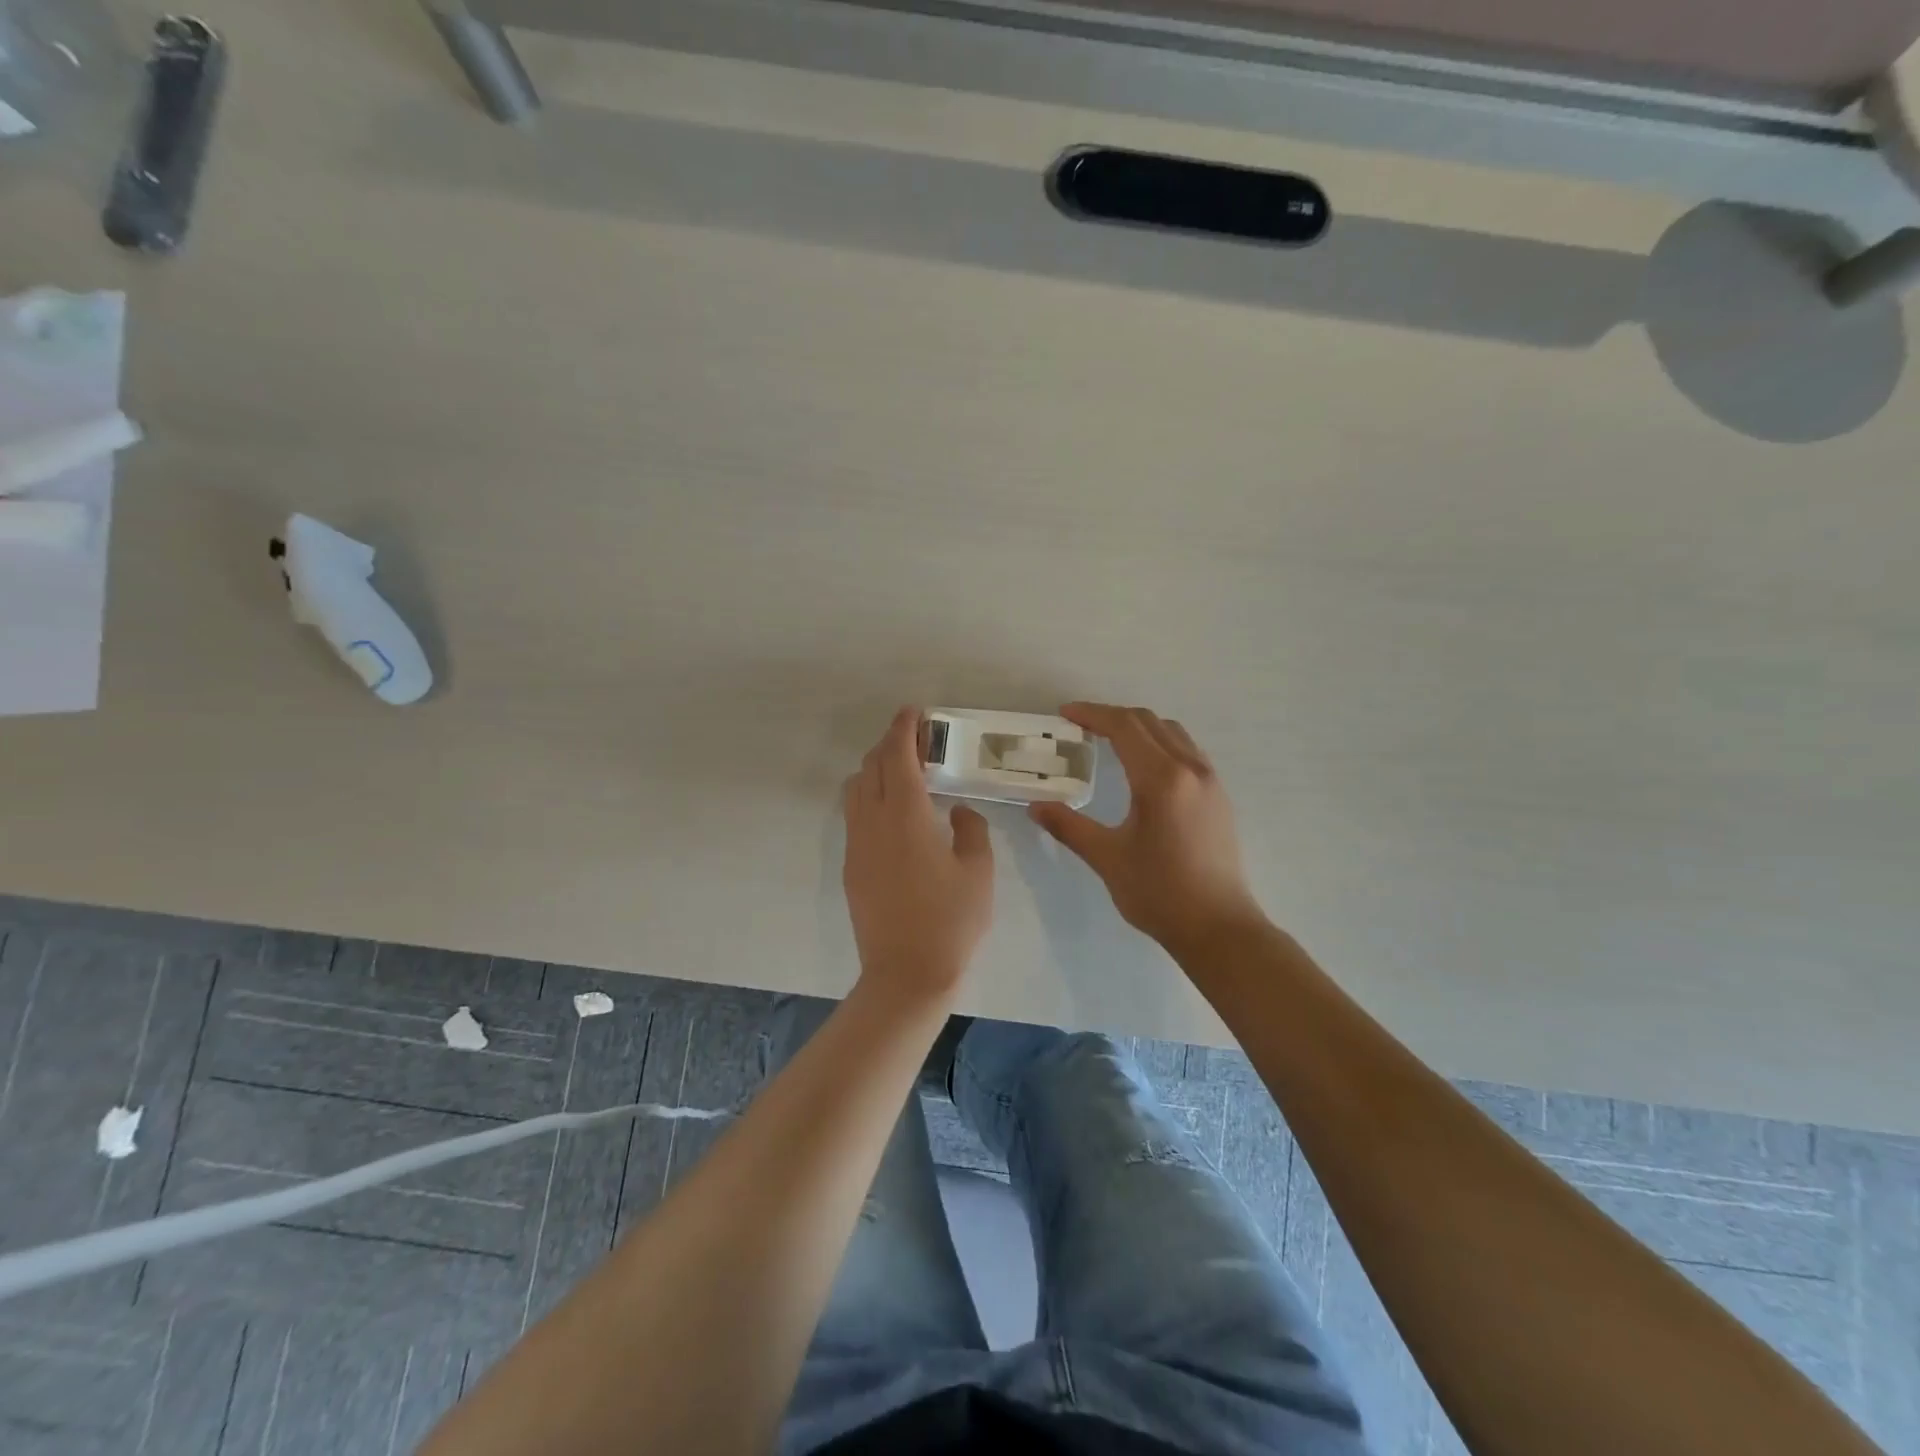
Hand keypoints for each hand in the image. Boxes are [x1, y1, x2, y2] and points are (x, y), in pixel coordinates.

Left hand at [843, 707, 994, 1000]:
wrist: (906, 973)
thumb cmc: (951, 920)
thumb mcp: (978, 871)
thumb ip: (971, 830)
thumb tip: (958, 813)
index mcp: (906, 815)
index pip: (897, 757)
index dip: (903, 729)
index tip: (914, 712)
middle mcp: (872, 822)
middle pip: (871, 766)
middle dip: (890, 744)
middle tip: (917, 740)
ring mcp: (857, 845)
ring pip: (855, 789)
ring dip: (876, 770)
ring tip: (904, 774)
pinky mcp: (852, 867)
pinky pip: (854, 815)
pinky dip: (869, 797)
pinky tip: (894, 813)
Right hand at [1029, 703, 1267, 953]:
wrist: (1219, 928)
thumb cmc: (1159, 893)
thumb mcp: (1107, 858)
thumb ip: (1069, 826)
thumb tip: (1035, 806)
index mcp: (1161, 779)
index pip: (1124, 727)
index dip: (1092, 715)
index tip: (1065, 714)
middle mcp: (1190, 768)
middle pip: (1149, 722)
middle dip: (1113, 717)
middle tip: (1080, 726)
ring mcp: (1210, 781)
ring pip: (1172, 732)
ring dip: (1139, 727)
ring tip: (1109, 740)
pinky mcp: (1218, 796)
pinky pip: (1186, 750)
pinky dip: (1160, 743)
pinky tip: (1143, 767)